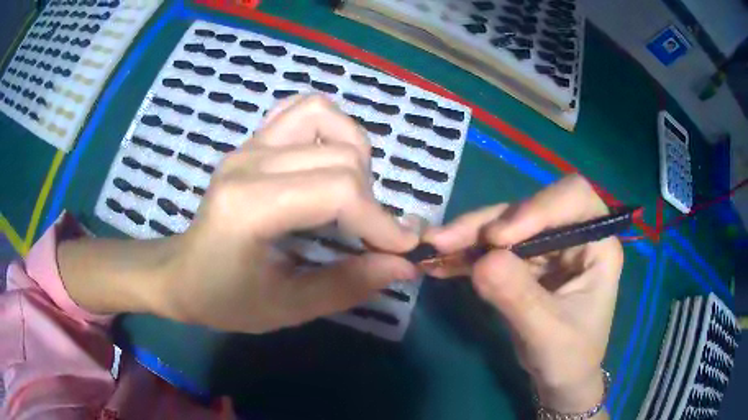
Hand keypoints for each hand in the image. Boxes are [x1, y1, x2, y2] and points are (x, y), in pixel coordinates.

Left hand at [59, 95, 417, 332]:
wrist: (179, 273)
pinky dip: (329, 127)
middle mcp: (249, 161)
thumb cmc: (223, 298)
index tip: (402, 250)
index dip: (381, 221)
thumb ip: (347, 286)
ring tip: (350, 195)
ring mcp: (249, 144)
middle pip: (341, 156)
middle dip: (373, 200)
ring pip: (325, 115)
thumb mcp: (286, 308)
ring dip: (354, 154)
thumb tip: (403, 266)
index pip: (337, 191)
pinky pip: (301, 109)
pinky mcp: (252, 140)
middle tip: (371, 236)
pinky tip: (327, 160)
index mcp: (248, 207)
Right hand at [424, 175, 621, 414]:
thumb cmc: (570, 359)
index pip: (573, 199)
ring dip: (468, 236)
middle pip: (530, 208)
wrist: (559, 380)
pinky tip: (439, 263)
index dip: (537, 207)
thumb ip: (519, 298)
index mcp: (597, 244)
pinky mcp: (524, 263)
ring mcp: (546, 248)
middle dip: (487, 223)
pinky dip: (465, 254)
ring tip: (433, 250)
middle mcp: (572, 235)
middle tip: (444, 241)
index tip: (498, 238)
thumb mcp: (547, 334)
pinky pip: (492, 249)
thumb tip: (482, 261)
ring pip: (505, 225)